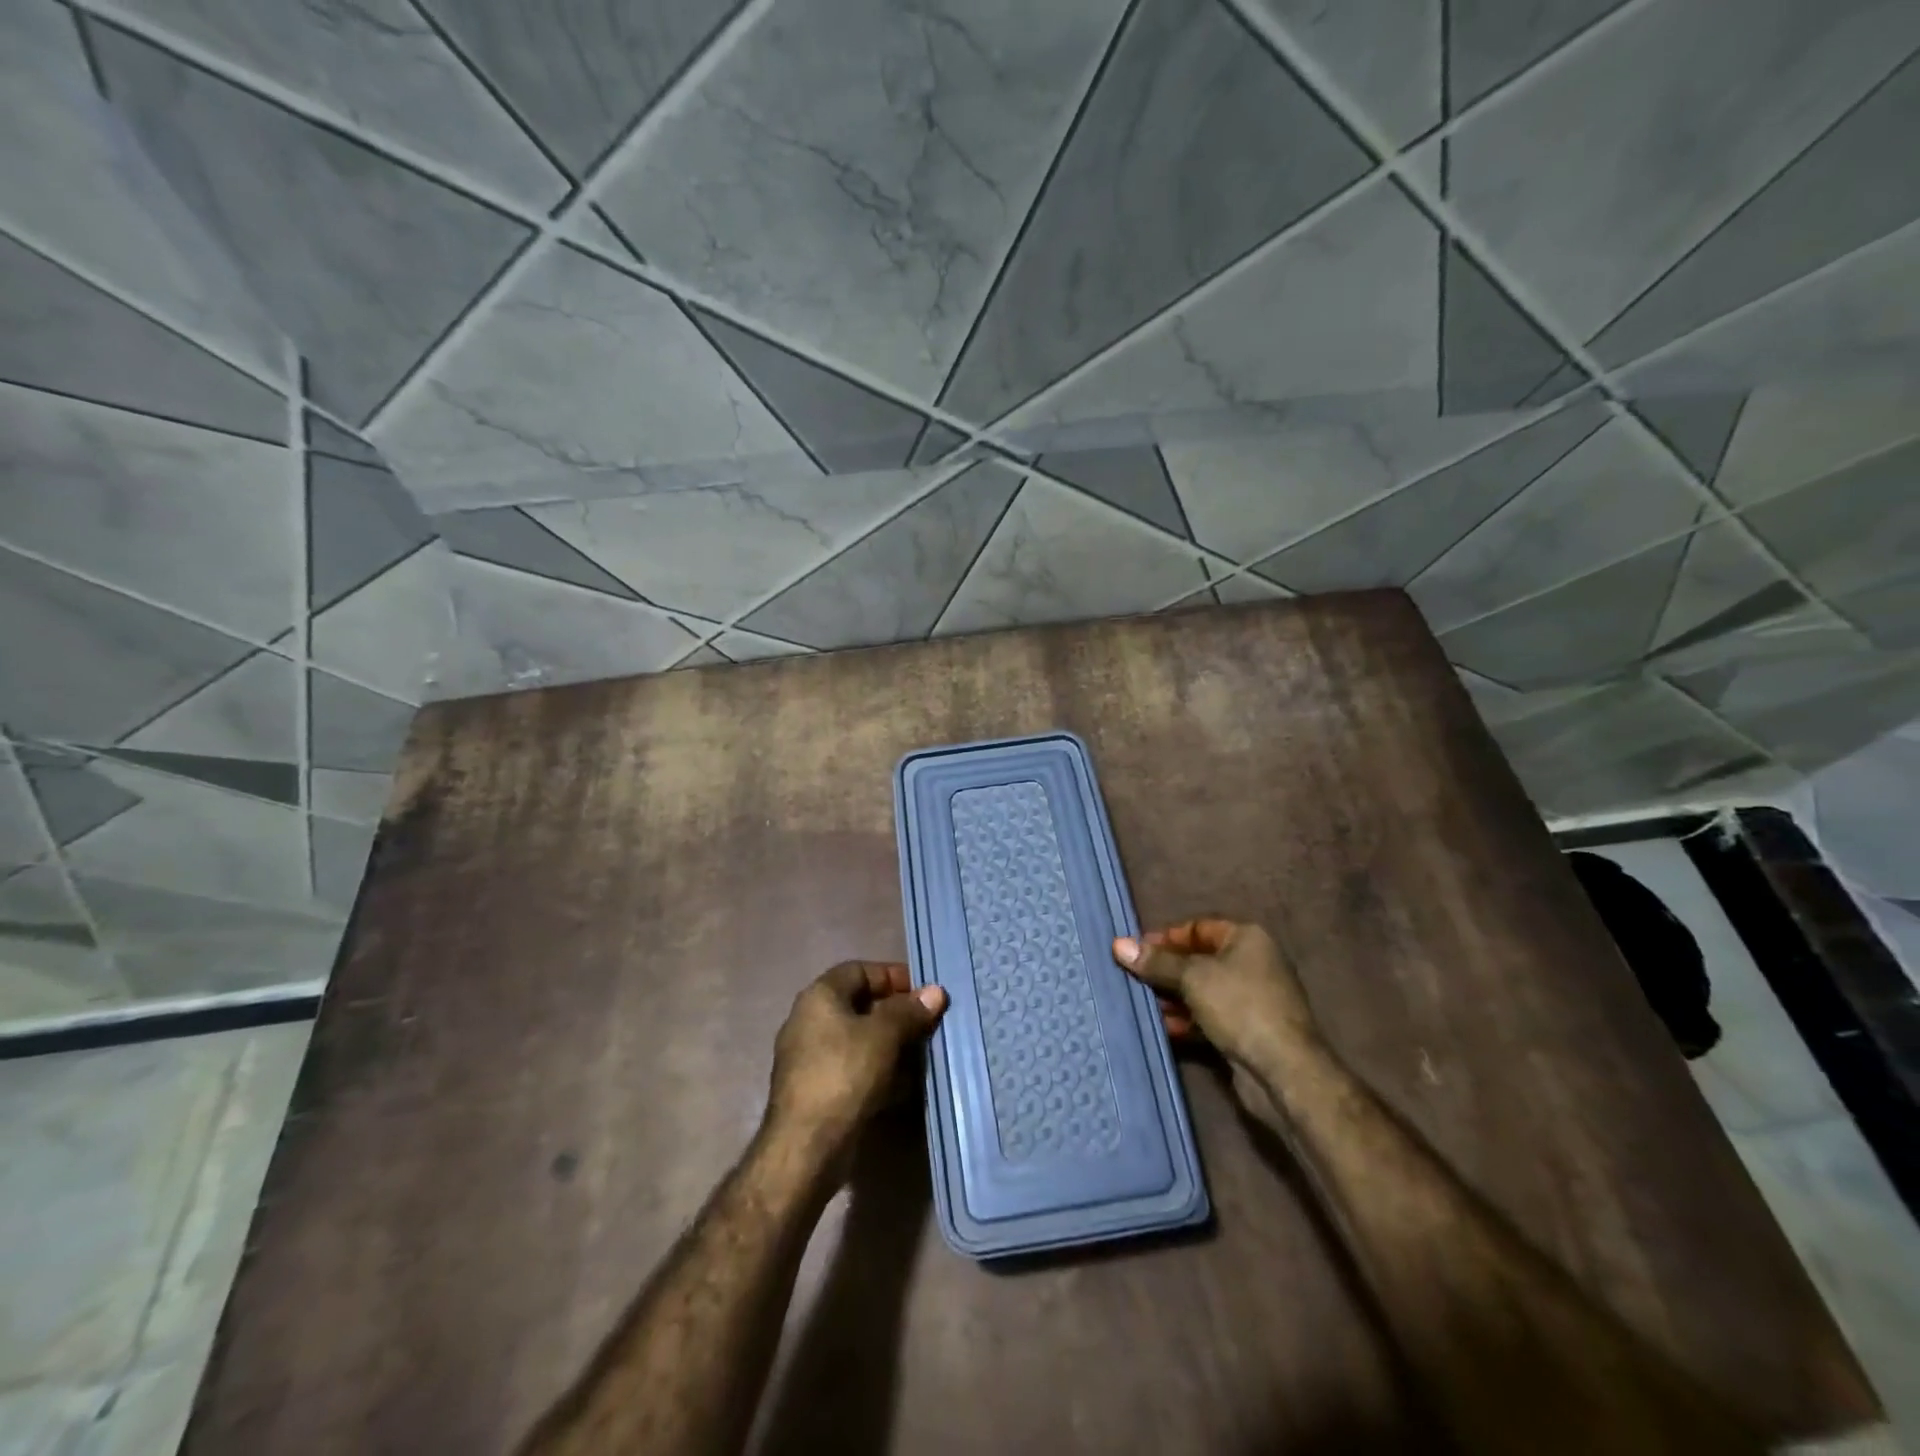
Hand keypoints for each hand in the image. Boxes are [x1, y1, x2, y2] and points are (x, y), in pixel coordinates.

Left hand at [765, 962, 947, 1168]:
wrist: (806, 1147)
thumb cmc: (844, 1075)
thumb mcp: (883, 1036)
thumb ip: (909, 1011)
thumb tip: (935, 991)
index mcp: (819, 996)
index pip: (860, 970)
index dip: (893, 975)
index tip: (923, 992)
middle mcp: (810, 1020)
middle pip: (860, 1004)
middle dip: (896, 1012)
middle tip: (928, 1023)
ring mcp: (810, 1057)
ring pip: (859, 1038)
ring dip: (890, 1043)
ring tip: (922, 1053)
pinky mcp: (817, 1089)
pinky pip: (854, 1067)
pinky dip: (878, 1070)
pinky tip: (903, 1084)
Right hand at [1112, 919, 1319, 1072]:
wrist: (1284, 1071)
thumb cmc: (1240, 1006)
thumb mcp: (1193, 977)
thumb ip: (1156, 962)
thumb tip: (1118, 944)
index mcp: (1246, 938)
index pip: (1197, 928)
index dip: (1165, 937)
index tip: (1134, 950)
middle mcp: (1251, 964)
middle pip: (1198, 959)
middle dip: (1165, 970)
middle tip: (1131, 977)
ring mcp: (1250, 999)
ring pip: (1201, 991)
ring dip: (1172, 997)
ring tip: (1140, 1003)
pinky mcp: (1245, 1031)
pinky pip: (1208, 1017)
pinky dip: (1185, 1020)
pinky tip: (1162, 1026)